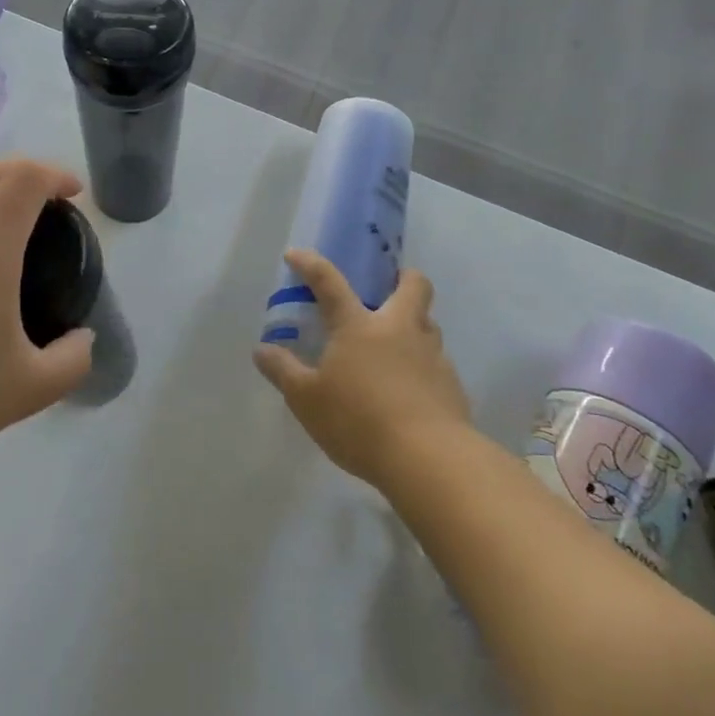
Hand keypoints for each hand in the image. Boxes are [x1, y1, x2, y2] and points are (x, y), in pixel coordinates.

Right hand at [253, 249, 470, 489]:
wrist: (429, 460)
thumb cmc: (358, 422)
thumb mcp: (306, 400)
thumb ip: (284, 371)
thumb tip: (262, 350)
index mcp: (359, 326)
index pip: (330, 282)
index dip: (311, 265)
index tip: (296, 255)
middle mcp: (399, 329)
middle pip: (413, 286)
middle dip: (402, 277)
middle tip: (387, 287)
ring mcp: (431, 355)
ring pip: (429, 323)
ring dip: (415, 323)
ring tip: (396, 345)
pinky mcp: (452, 385)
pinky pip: (438, 361)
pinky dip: (423, 365)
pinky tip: (410, 389)